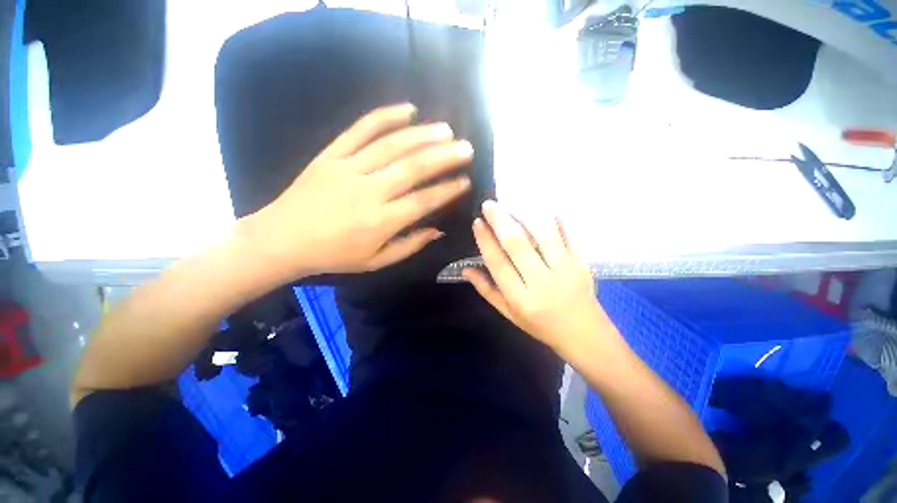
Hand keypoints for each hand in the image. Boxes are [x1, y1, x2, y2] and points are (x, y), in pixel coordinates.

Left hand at [246, 103, 473, 277]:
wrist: (282, 239)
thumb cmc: (334, 255)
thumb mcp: (376, 261)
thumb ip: (410, 245)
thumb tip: (438, 230)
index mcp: (381, 221)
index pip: (423, 201)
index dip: (448, 190)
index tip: (466, 181)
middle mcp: (369, 191)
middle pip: (413, 168)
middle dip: (444, 157)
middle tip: (466, 149)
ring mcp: (348, 168)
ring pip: (392, 145)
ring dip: (423, 135)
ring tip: (446, 130)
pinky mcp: (332, 154)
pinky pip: (361, 129)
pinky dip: (385, 116)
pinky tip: (408, 110)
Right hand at [463, 201, 604, 352]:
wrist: (584, 334)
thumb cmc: (540, 325)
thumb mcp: (508, 313)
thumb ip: (487, 290)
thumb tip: (465, 269)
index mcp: (521, 298)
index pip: (498, 263)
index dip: (485, 240)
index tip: (477, 222)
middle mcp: (542, 282)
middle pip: (518, 244)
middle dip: (501, 220)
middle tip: (490, 204)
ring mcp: (565, 270)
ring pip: (543, 234)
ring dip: (525, 215)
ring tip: (512, 204)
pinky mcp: (582, 262)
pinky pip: (568, 234)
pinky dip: (556, 218)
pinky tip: (543, 208)